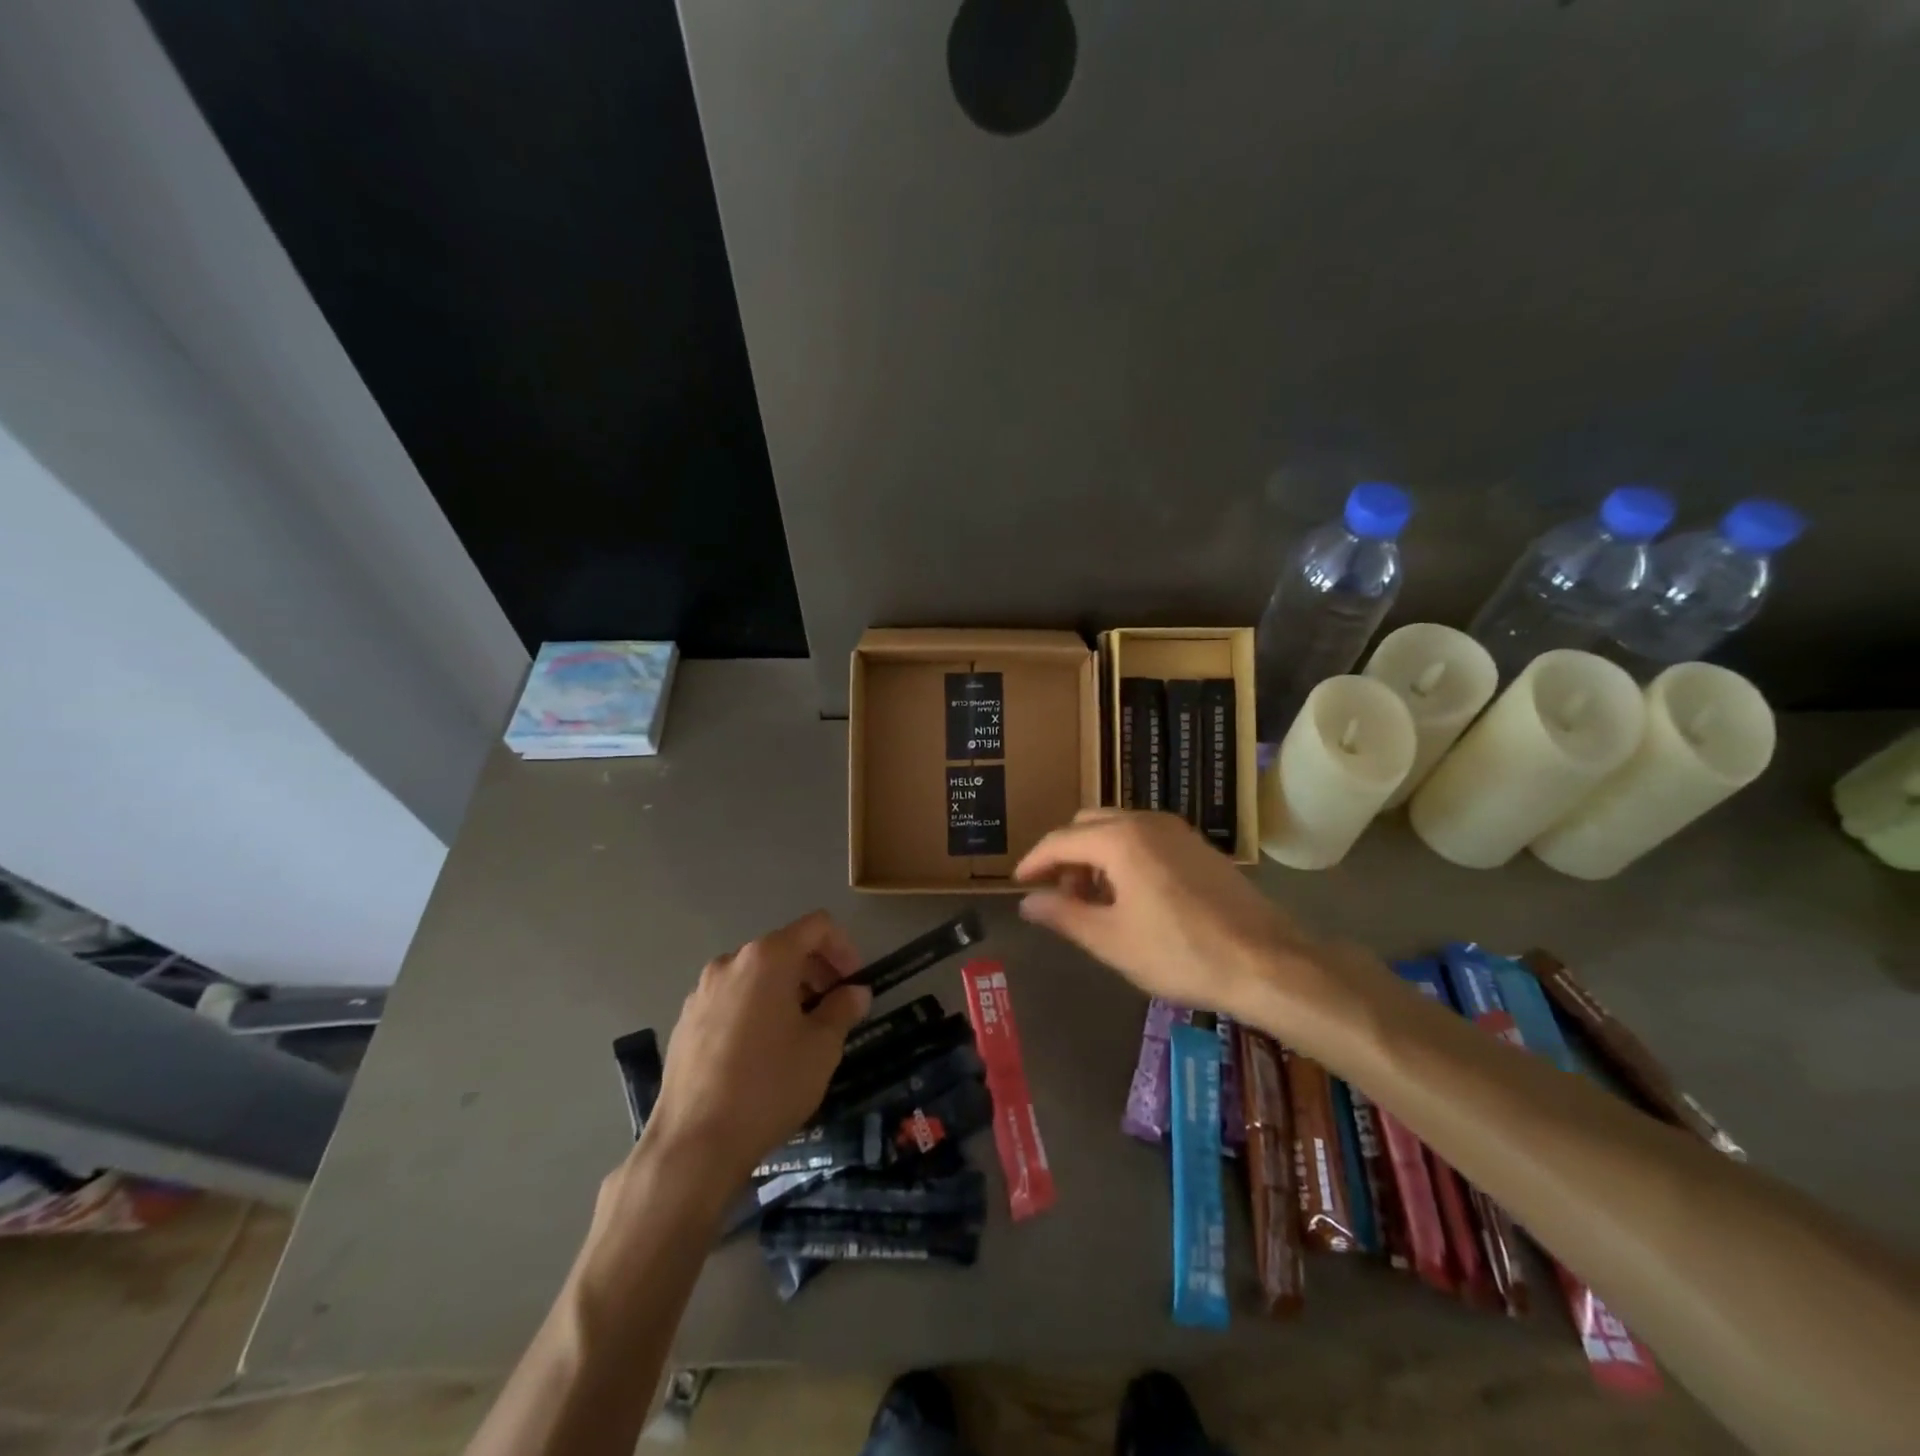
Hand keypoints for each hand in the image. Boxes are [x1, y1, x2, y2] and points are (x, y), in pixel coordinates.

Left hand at [642, 911, 871, 1189]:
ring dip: (786, 991)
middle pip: (784, 947)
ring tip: (800, 1033)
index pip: (816, 926)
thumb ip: (843, 1009)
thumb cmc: (769, 1086)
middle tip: (835, 1008)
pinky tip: (761, 1053)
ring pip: (756, 975)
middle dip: (815, 971)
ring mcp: (702, 991)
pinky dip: (756, 1009)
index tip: (854, 982)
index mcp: (767, 958)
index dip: (844, 947)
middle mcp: (731, 963)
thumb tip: (855, 992)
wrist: (694, 1143)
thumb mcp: (821, 1048)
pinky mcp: (685, 1021)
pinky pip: (732, 999)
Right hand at [1015, 809, 1314, 1022]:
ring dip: (1095, 855)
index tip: (1019, 883)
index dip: (1035, 861)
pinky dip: (1123, 856)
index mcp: (1120, 839)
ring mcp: (1176, 830)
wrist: (1266, 962)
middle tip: (1058, 894)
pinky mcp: (1197, 845)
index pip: (1061, 840)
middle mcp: (1146, 821)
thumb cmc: (1180, 953)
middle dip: (1066, 854)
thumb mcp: (1111, 940)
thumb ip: (1063, 915)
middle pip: (1088, 825)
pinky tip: (1130, 895)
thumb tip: (1028, 902)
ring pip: (1118, 828)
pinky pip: (1145, 838)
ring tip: (1092, 899)